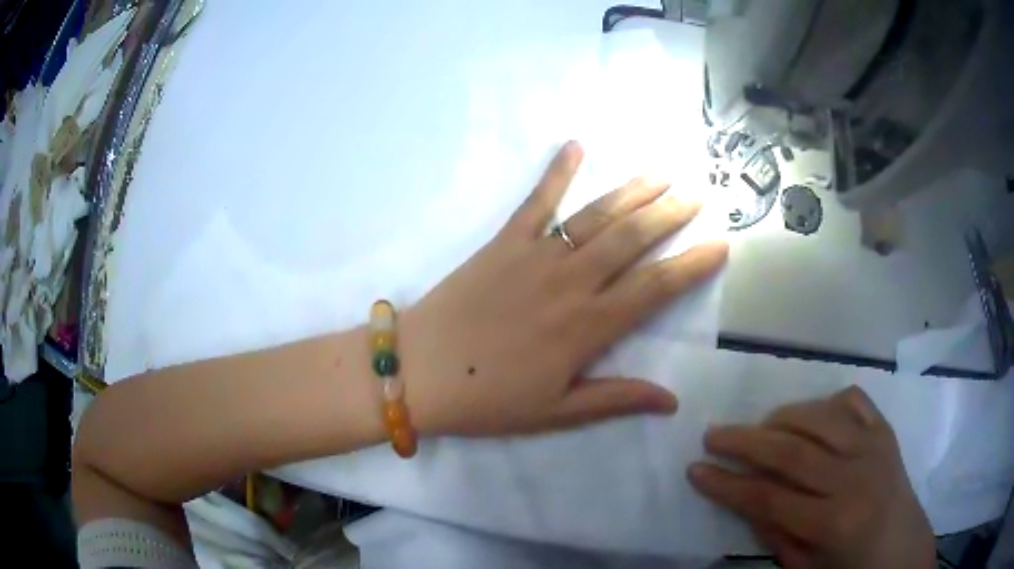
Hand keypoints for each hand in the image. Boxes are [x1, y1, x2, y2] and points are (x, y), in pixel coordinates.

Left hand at [400, 141, 727, 436]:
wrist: (418, 372)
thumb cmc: (487, 399)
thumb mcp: (556, 413)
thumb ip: (616, 400)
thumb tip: (671, 400)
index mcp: (588, 327)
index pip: (656, 289)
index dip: (692, 265)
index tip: (721, 244)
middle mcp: (570, 283)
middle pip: (632, 240)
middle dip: (669, 214)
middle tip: (696, 193)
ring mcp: (535, 256)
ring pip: (596, 216)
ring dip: (632, 191)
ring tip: (660, 172)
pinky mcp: (503, 242)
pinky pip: (536, 201)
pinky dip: (556, 172)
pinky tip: (575, 145)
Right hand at [688, 386, 935, 568]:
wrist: (901, 549)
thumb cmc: (850, 568)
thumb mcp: (804, 567)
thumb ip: (773, 533)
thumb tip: (742, 499)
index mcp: (834, 523)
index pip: (769, 498)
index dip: (727, 485)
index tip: (696, 470)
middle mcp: (855, 478)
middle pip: (792, 450)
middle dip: (745, 441)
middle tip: (714, 435)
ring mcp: (874, 447)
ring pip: (820, 416)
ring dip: (782, 416)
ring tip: (760, 427)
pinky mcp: (885, 430)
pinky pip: (853, 400)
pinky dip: (826, 401)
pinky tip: (812, 416)